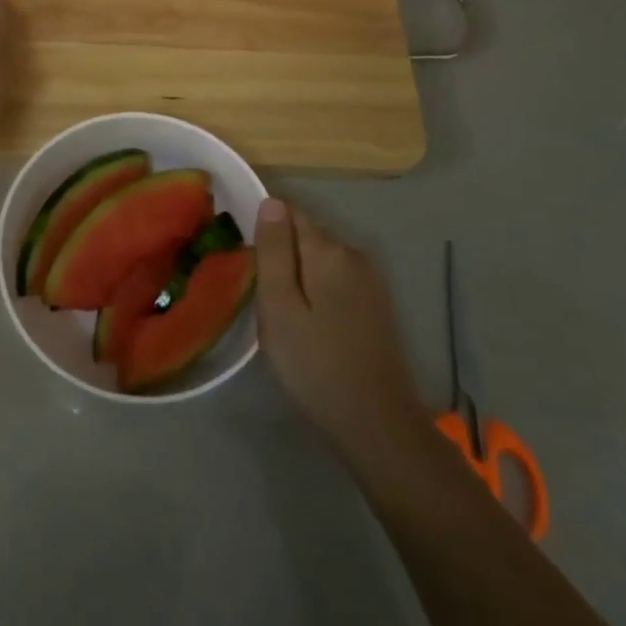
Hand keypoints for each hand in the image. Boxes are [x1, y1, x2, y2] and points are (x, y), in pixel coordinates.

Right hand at [256, 199, 430, 488]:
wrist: (377, 424)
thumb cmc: (315, 363)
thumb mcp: (279, 306)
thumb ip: (273, 250)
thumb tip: (271, 202)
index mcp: (328, 250)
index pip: (289, 212)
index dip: (264, 228)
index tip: (248, 261)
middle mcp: (354, 254)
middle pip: (306, 236)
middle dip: (281, 254)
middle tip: (261, 298)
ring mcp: (371, 281)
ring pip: (321, 261)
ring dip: (299, 276)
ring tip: (282, 316)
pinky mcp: (377, 306)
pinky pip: (336, 282)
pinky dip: (318, 293)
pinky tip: (309, 326)